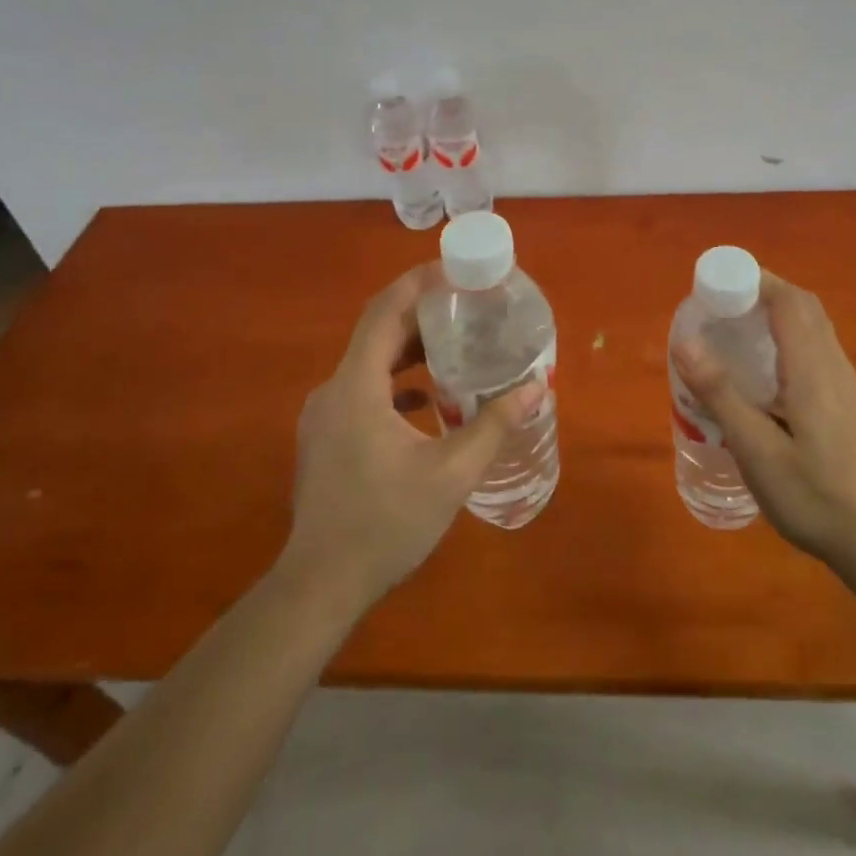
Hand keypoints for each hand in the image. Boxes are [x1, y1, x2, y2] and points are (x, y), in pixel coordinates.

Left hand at [280, 265, 540, 613]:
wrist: (319, 586)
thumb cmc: (386, 524)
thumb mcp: (451, 474)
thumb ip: (494, 425)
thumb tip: (535, 387)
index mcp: (357, 387)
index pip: (384, 312)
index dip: (418, 283)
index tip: (455, 269)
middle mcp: (333, 390)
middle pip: (377, 331)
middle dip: (422, 312)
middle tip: (467, 304)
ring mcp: (324, 415)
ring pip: (369, 361)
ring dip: (410, 347)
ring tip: (455, 343)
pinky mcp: (326, 436)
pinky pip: (363, 388)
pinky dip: (396, 380)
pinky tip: (428, 398)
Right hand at [671, 271, 855, 572]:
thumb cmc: (811, 495)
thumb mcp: (756, 450)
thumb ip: (721, 394)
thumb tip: (685, 341)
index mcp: (812, 369)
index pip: (788, 302)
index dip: (755, 280)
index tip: (718, 284)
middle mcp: (834, 365)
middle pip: (803, 307)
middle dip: (764, 292)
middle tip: (722, 305)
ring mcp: (846, 383)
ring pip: (814, 327)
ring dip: (778, 313)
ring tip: (738, 331)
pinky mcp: (848, 402)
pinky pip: (818, 348)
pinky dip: (789, 337)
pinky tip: (766, 372)